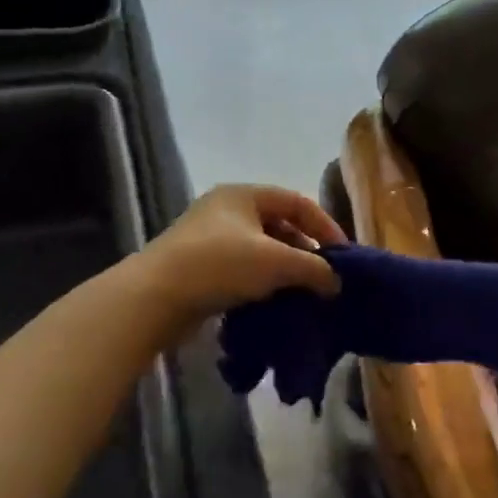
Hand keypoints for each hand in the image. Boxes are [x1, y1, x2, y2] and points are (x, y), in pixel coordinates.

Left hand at [138, 184, 345, 334]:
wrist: (154, 298)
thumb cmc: (220, 264)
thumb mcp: (276, 262)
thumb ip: (314, 268)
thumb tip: (336, 283)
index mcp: (244, 195)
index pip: (298, 202)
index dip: (325, 226)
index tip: (343, 256)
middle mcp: (226, 210)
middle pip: (279, 225)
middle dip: (305, 251)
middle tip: (324, 277)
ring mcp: (209, 239)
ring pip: (260, 250)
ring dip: (284, 270)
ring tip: (302, 293)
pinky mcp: (199, 267)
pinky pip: (242, 270)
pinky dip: (262, 283)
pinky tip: (273, 302)